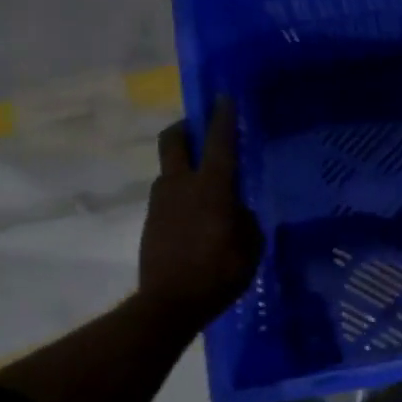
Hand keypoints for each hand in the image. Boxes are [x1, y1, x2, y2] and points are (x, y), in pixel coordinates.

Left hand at [140, 97, 264, 329]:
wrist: (169, 304)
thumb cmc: (219, 273)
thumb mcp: (250, 246)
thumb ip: (244, 219)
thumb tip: (235, 209)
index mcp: (211, 188)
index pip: (218, 142)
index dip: (222, 118)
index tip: (223, 97)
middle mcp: (181, 185)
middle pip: (173, 140)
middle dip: (185, 128)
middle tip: (201, 130)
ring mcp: (161, 202)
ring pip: (169, 169)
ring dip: (183, 164)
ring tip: (205, 181)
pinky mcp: (151, 221)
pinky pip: (168, 195)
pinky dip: (181, 193)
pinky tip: (196, 214)